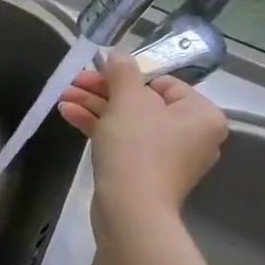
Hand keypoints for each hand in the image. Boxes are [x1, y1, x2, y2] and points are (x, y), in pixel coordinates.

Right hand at [58, 49, 227, 222]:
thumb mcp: (127, 101)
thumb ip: (122, 72)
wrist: (130, 210)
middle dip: (103, 91)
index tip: (95, 72)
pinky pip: (125, 142)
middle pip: (142, 102)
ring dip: (95, 107)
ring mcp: (169, 157)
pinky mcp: (147, 173)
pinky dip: (100, 128)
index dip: (126, 76)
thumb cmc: (136, 148)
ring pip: (128, 122)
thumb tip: (117, 54)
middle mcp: (192, 135)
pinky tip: (69, 115)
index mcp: (201, 114)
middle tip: (73, 83)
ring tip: (63, 98)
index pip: (163, 83)